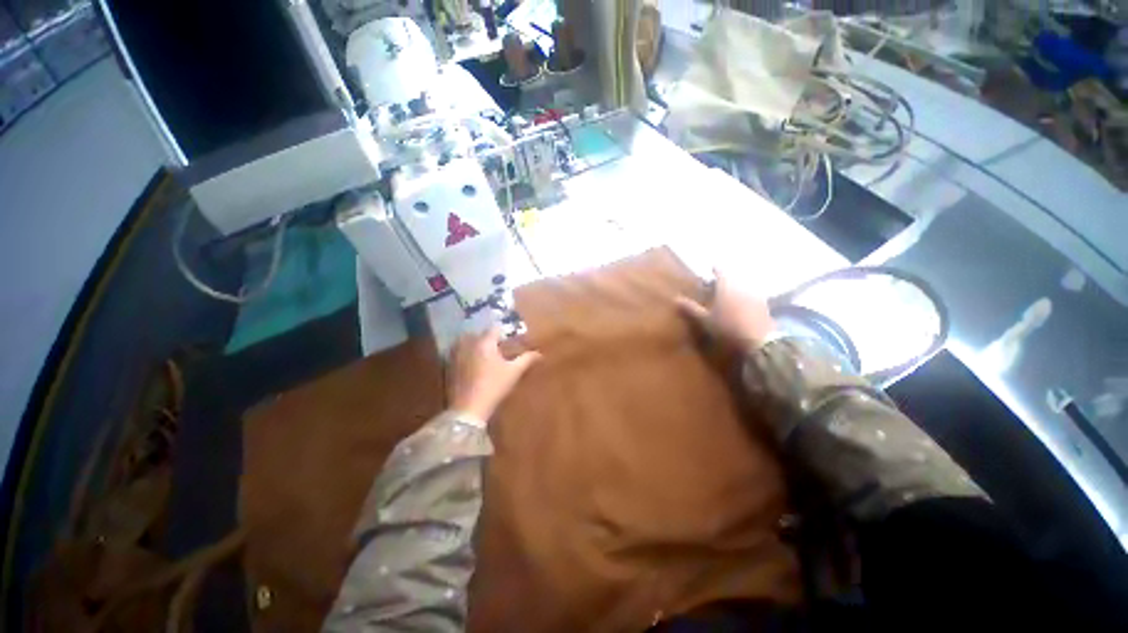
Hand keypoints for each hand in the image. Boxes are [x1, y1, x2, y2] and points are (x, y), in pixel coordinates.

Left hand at [449, 327, 541, 421]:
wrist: (468, 408)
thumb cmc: (494, 387)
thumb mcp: (514, 372)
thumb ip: (526, 359)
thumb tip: (539, 353)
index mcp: (485, 342)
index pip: (495, 329)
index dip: (504, 332)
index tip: (511, 338)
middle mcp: (469, 343)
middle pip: (481, 333)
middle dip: (491, 337)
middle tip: (501, 346)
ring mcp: (457, 353)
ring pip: (469, 341)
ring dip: (478, 344)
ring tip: (488, 353)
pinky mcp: (450, 364)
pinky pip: (460, 352)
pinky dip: (467, 353)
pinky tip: (474, 363)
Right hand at [676, 269, 776, 350]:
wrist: (759, 341)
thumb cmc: (728, 327)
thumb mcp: (705, 320)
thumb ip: (691, 309)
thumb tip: (676, 299)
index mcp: (727, 285)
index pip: (721, 271)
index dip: (716, 269)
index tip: (712, 267)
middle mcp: (742, 285)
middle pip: (734, 277)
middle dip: (726, 278)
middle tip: (717, 282)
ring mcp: (756, 294)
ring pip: (744, 285)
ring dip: (736, 287)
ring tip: (728, 293)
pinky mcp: (764, 305)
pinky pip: (752, 295)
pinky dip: (745, 296)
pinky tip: (742, 304)